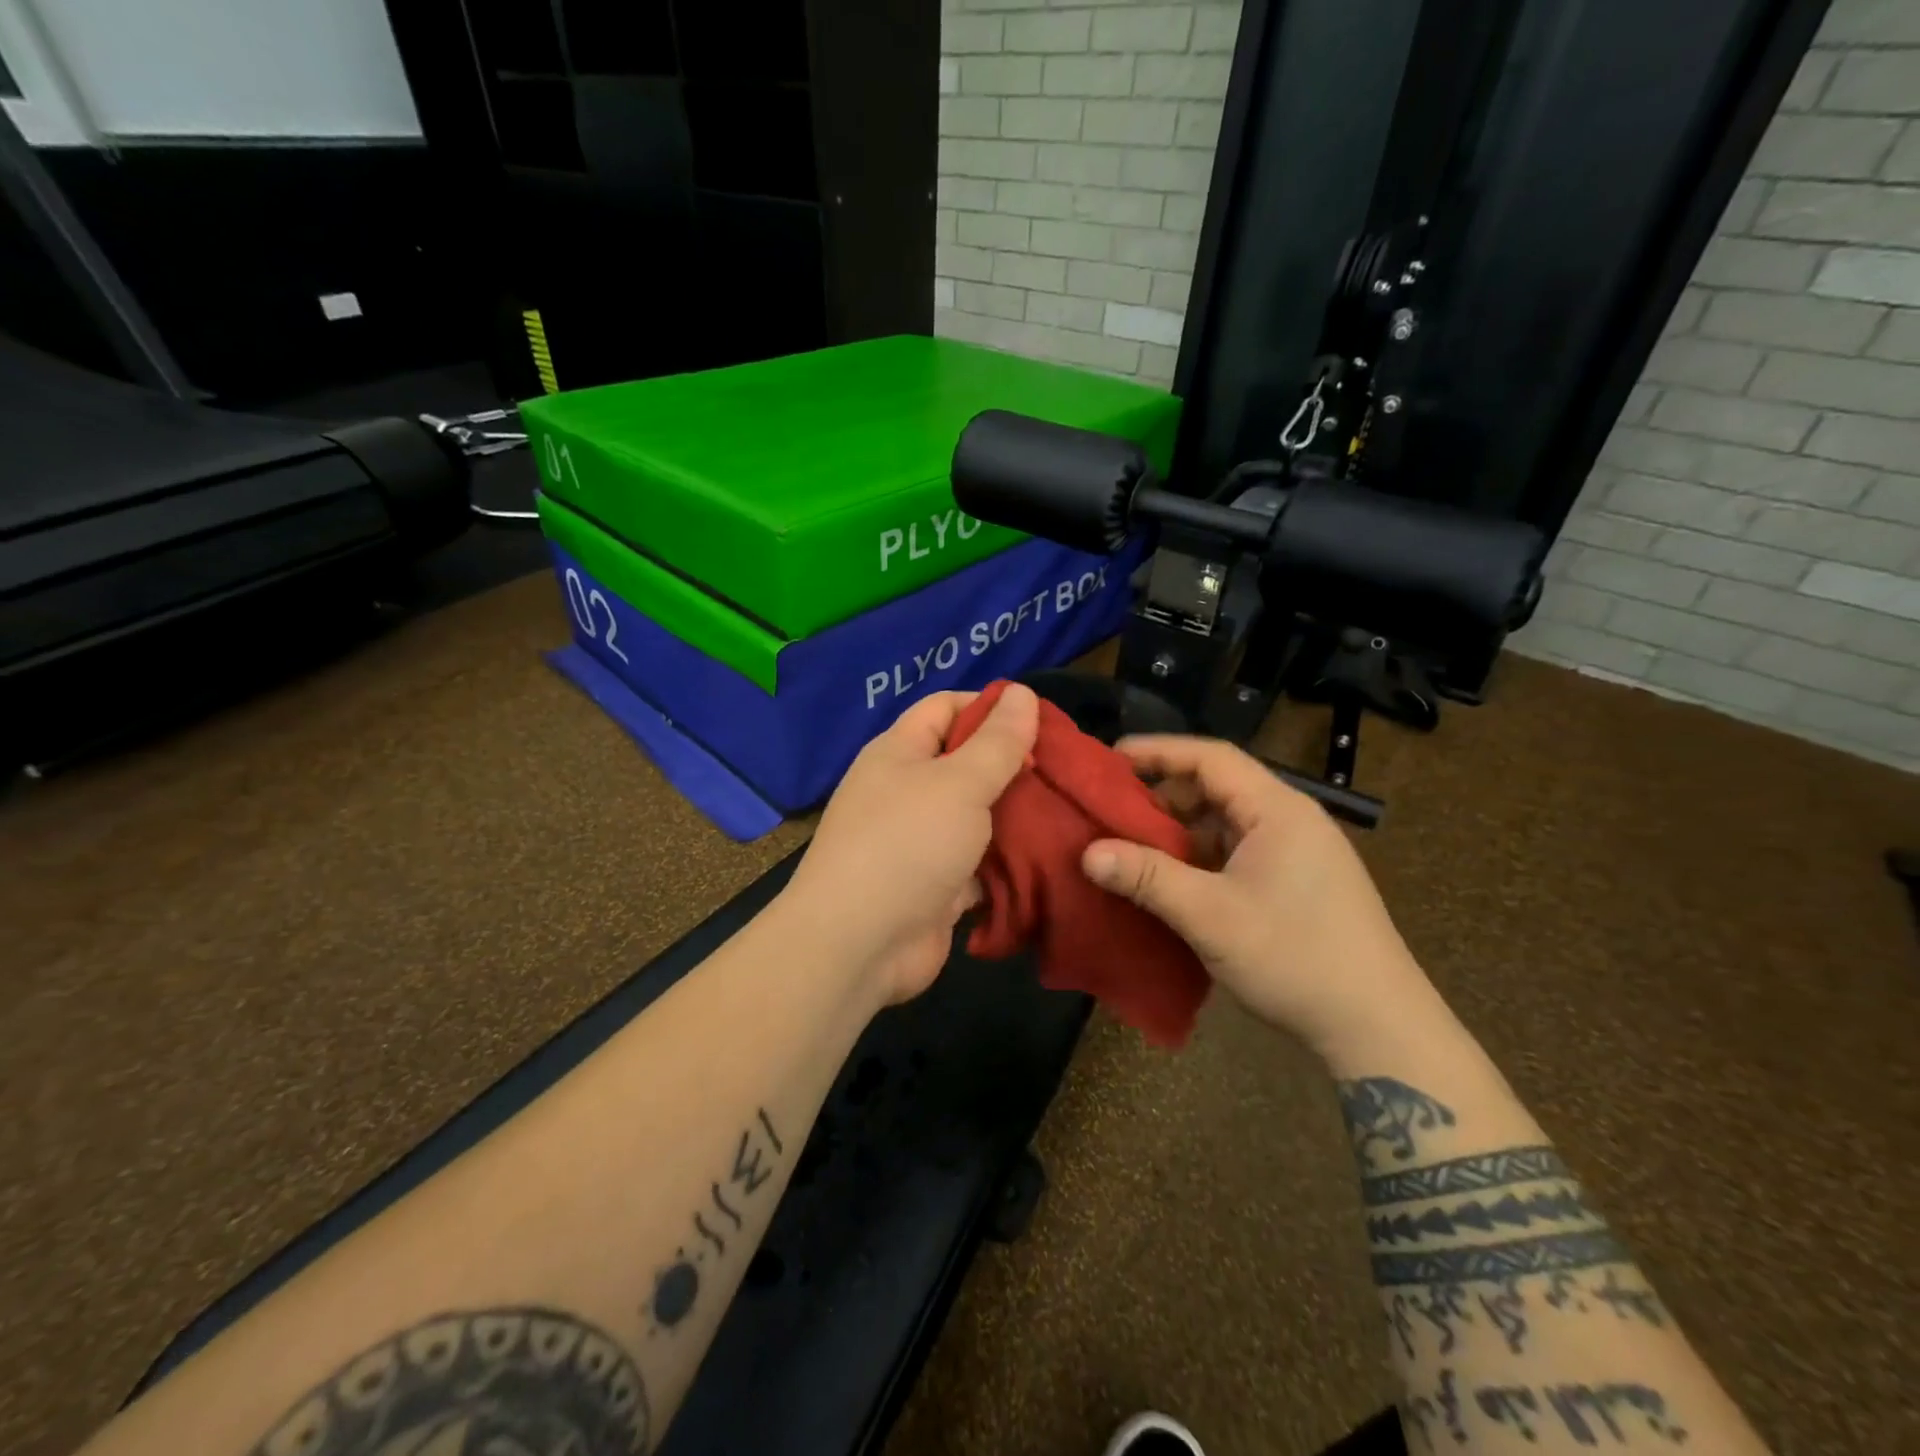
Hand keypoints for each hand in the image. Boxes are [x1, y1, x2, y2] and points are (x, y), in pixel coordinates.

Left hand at [780, 684, 1039, 1006]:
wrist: (859, 945)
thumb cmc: (907, 845)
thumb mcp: (959, 783)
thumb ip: (997, 741)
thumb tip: (1022, 691)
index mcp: (900, 753)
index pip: (946, 708)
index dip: (991, 707)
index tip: (1043, 721)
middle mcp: (907, 791)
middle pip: (967, 763)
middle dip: (1014, 765)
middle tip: (1068, 771)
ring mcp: (922, 842)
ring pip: (978, 817)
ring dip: (1018, 817)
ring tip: (1071, 811)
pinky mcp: (938, 886)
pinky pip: (980, 864)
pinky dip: (1009, 862)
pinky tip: (1052, 858)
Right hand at [1080, 735, 1434, 1059]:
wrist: (1378, 1028)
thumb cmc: (1295, 957)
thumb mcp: (1211, 915)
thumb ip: (1147, 878)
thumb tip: (1088, 853)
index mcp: (1277, 810)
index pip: (1211, 757)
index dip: (1158, 751)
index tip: (1110, 758)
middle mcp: (1290, 820)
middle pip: (1217, 787)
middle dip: (1162, 796)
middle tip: (1112, 811)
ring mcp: (1297, 854)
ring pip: (1225, 824)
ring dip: (1179, 832)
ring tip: (1132, 848)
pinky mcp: (1297, 884)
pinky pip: (1236, 853)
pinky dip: (1199, 858)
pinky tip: (1171, 882)